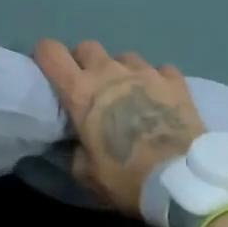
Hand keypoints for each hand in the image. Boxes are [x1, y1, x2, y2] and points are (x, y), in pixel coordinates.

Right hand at [33, 40, 206, 213]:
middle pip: (88, 47)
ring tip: (129, 93)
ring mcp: (145, 72)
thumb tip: (78, 144)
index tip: (49, 70)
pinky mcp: (175, 80)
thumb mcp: (87, 174)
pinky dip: (156, 80)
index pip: (51, 52)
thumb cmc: (126, 177)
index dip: (45, 56)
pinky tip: (160, 98)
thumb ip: (76, 151)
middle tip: (90, 87)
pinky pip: (160, 70)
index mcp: (81, 92)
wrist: (181, 179)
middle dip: (84, 62)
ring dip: (121, 70)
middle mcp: (110, 72)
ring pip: (125, 56)